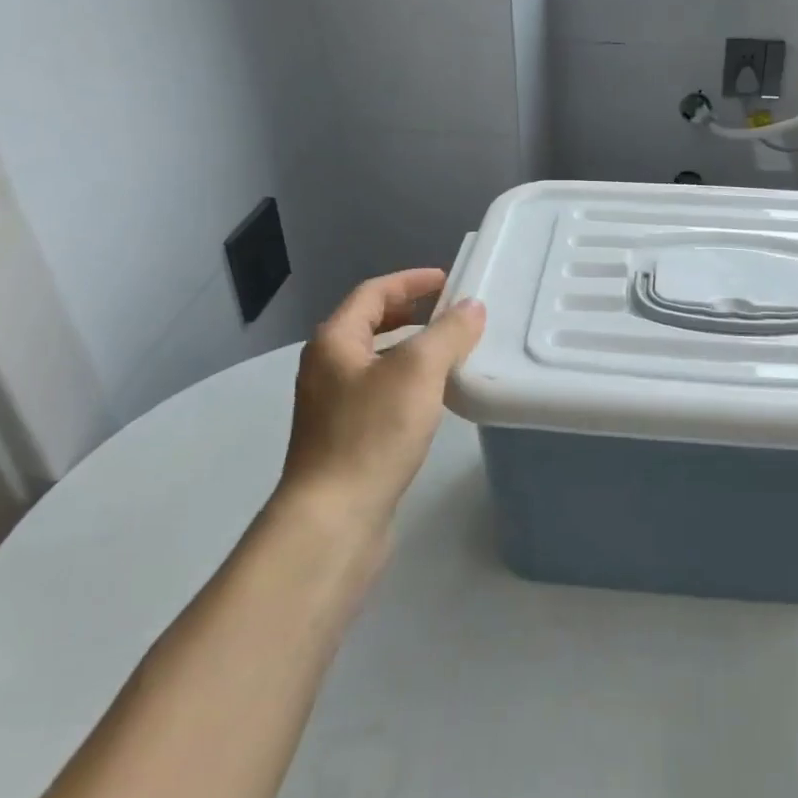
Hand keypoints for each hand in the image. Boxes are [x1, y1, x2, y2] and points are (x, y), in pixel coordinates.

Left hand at [281, 269, 485, 533]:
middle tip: (450, 311)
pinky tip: (433, 398)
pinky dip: (408, 381)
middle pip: (370, 324)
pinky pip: (381, 392)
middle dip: (410, 312)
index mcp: (335, 342)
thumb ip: (447, 334)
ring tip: (450, 350)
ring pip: (377, 360)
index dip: (410, 281)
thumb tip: (471, 308)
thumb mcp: (417, 373)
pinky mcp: (346, 438)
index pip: (373, 293)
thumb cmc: (372, 434)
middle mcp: (327, 368)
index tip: (448, 278)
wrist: (333, 519)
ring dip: (411, 348)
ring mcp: (333, 405)